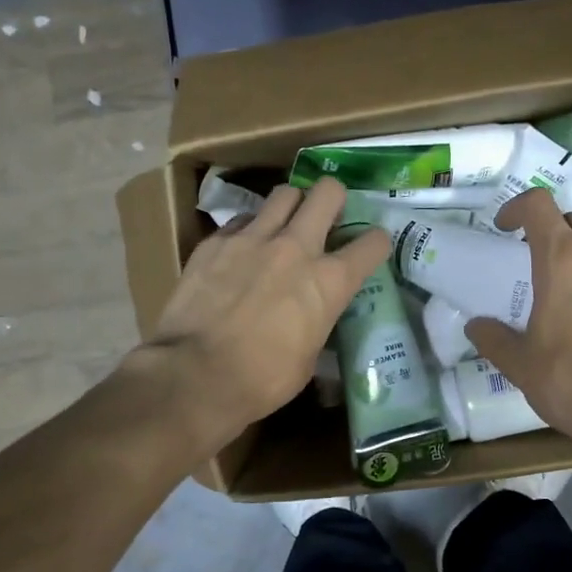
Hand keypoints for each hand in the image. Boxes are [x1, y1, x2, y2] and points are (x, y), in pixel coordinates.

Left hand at [139, 177, 389, 447]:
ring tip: (285, 225)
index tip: (370, 248)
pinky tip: (243, 251)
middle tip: (328, 216)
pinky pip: (242, 219)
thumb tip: (312, 318)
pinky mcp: (216, 241)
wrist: (194, 374)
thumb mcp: (309, 358)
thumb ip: (317, 322)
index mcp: (330, 281)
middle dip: (334, 198)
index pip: (373, 243)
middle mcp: (296, 247)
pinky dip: (250, 229)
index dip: (377, 242)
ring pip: (284, 194)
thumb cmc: (262, 379)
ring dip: (292, 206)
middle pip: (328, 192)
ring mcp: (253, 238)